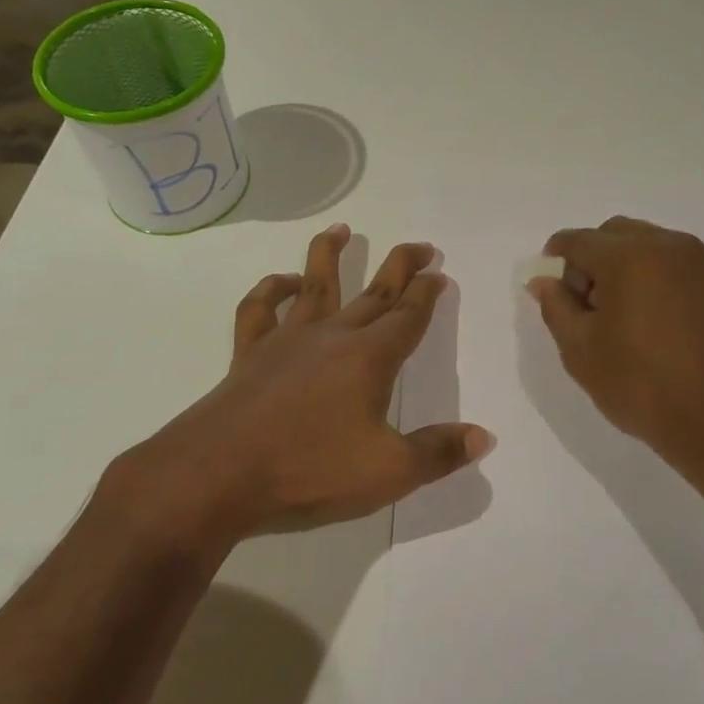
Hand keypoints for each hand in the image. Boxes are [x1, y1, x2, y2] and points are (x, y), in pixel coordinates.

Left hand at [104, 224, 492, 550]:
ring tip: (341, 229)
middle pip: (374, 292)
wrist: (218, 474)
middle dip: (400, 266)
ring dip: (330, 255)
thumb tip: (484, 437)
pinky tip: (281, 282)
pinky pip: (259, 309)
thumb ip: (438, 453)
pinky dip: (270, 290)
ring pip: (315, 285)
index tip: (439, 273)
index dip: (428, 293)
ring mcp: (287, 340)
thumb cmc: (310, 470)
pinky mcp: (250, 353)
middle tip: (421, 247)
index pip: (409, 316)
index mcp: (370, 358)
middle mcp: (332, 336)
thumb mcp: (388, 472)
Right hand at [527, 217, 703, 471]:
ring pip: (646, 246)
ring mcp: (700, 263)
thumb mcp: (581, 350)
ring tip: (618, 317)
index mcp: (629, 256)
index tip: (549, 290)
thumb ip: (556, 307)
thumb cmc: (642, 385)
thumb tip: (545, 281)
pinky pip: (673, 264)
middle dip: (591, 261)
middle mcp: (668, 245)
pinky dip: (652, 277)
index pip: (577, 241)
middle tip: (584, 308)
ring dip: (623, 267)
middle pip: (614, 234)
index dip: (555, 260)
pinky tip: (649, 321)